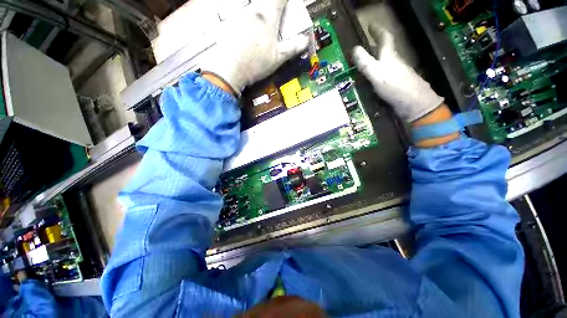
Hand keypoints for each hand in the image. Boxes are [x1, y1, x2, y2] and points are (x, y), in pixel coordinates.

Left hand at [201, 0, 308, 93]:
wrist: (230, 69)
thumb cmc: (256, 63)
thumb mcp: (277, 58)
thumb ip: (292, 47)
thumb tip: (305, 40)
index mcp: (268, 17)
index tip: (286, 3)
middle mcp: (253, 10)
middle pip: (264, 2)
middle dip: (270, 7)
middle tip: (273, 17)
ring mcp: (238, 15)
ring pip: (250, 7)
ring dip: (257, 13)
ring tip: (258, 32)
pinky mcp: (228, 22)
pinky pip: (238, 14)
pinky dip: (244, 19)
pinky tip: (244, 34)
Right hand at [352, 24, 443, 121]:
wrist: (413, 104)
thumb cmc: (395, 87)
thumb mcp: (377, 74)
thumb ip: (366, 63)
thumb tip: (355, 49)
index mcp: (390, 57)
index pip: (385, 38)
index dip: (378, 31)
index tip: (370, 25)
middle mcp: (394, 63)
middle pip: (384, 51)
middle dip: (374, 46)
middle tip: (363, 46)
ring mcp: (395, 75)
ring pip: (383, 64)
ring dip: (374, 61)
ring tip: (363, 63)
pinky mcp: (394, 86)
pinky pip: (382, 76)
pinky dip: (375, 74)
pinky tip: (369, 80)